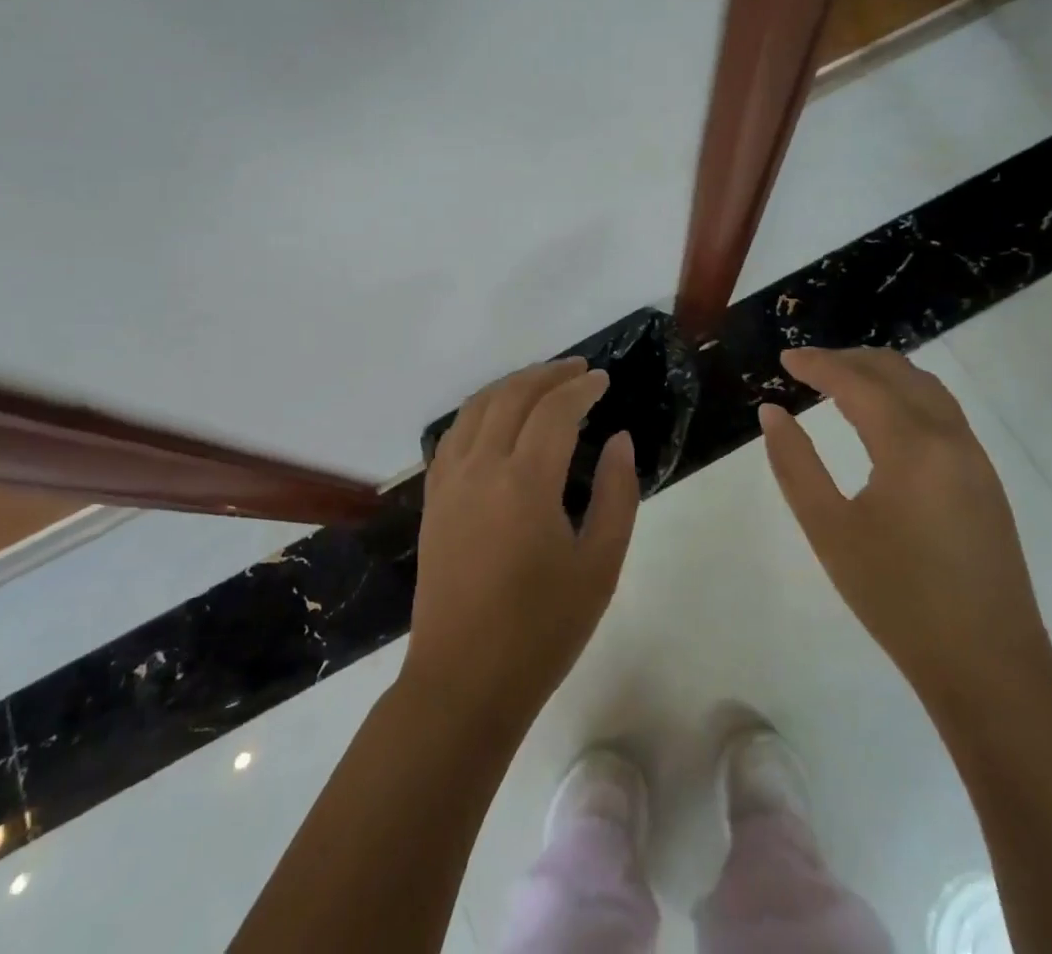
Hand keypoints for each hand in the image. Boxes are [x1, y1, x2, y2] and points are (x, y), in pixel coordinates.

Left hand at [404, 359, 638, 722]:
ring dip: (511, 385)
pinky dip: (480, 410)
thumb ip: (616, 494)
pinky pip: (454, 433)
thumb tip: (618, 440)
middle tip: (578, 370)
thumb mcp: (599, 566)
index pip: (554, 410)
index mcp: (525, 482)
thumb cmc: (542, 630)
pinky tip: (497, 418)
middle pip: (512, 396)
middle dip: (547, 374)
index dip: (580, 387)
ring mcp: (450, 481)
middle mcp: (481, 467)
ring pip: (477, 407)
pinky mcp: (433, 499)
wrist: (463, 682)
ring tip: (542, 382)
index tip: (602, 380)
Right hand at [758, 347, 1051, 708]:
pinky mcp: (985, 479)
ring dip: (881, 373)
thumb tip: (772, 413)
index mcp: (911, 446)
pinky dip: (905, 395)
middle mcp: (949, 437)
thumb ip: (795, 464)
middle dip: (849, 360)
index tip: (784, 358)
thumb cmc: (897, 598)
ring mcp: (974, 457)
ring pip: (926, 387)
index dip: (818, 364)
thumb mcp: (829, 531)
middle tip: (807, 367)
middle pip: (897, 372)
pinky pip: (942, 411)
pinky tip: (882, 418)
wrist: (988, 665)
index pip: (857, 382)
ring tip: (840, 382)